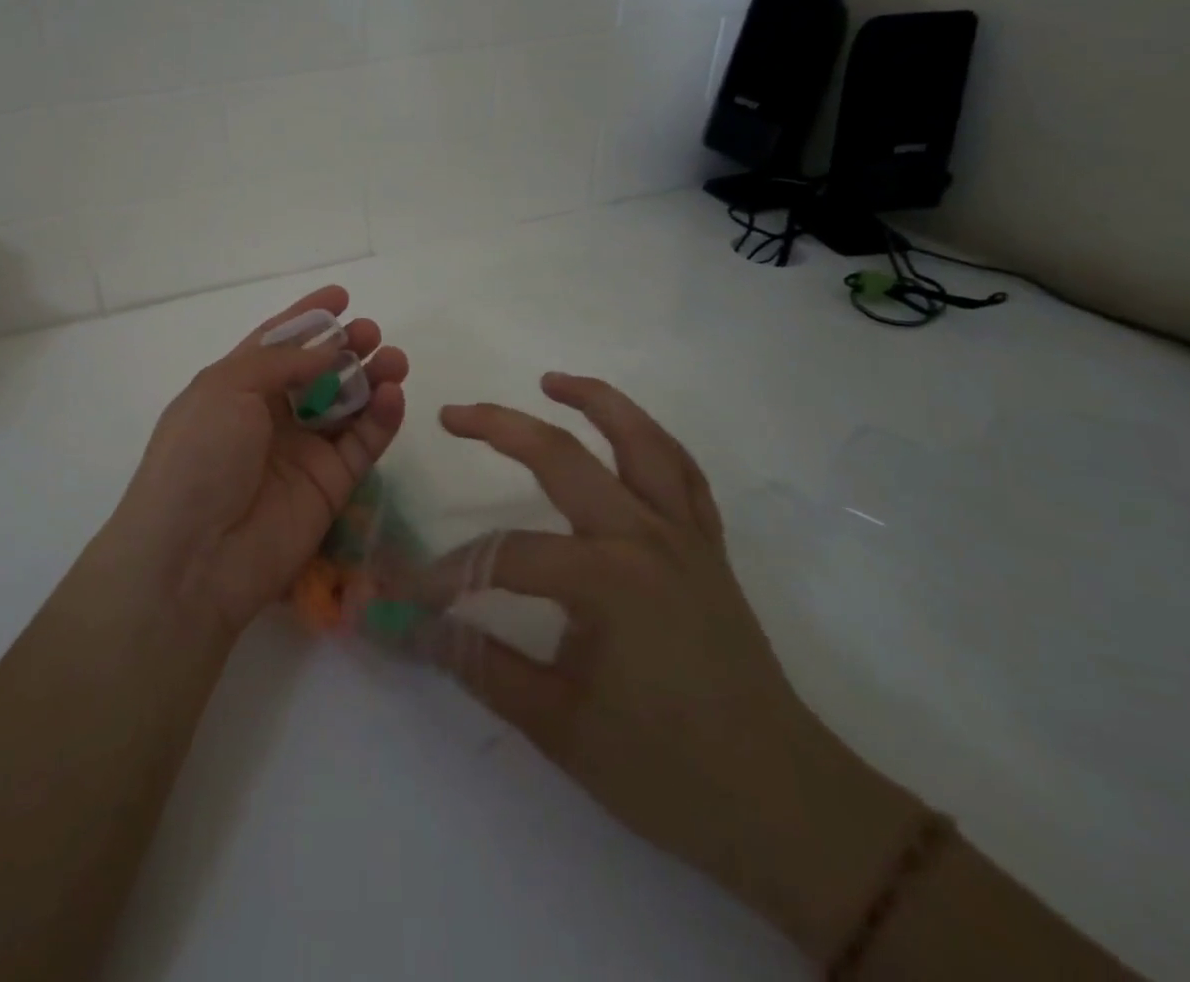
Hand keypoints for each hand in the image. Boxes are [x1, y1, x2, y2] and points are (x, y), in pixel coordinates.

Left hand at [109, 287, 408, 638]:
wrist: (195, 555)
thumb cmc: (199, 456)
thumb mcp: (226, 388)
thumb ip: (281, 362)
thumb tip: (327, 348)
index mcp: (236, 387)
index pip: (277, 343)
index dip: (308, 318)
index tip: (341, 296)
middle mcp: (270, 416)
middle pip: (319, 371)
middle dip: (346, 347)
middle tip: (372, 333)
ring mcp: (302, 451)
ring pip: (347, 405)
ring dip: (372, 378)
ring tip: (394, 359)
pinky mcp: (331, 485)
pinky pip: (363, 444)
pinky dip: (381, 418)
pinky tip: (393, 395)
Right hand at [416, 374, 923, 963]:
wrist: (788, 809)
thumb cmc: (668, 773)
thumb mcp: (558, 724)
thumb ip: (479, 664)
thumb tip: (409, 629)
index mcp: (606, 578)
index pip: (503, 556)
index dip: (444, 573)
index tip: (401, 591)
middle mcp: (645, 536)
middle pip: (561, 456)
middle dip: (499, 427)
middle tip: (452, 415)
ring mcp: (684, 535)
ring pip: (640, 440)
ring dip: (595, 401)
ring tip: (551, 381)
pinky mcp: (709, 546)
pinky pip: (682, 473)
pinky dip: (650, 439)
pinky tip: (625, 433)